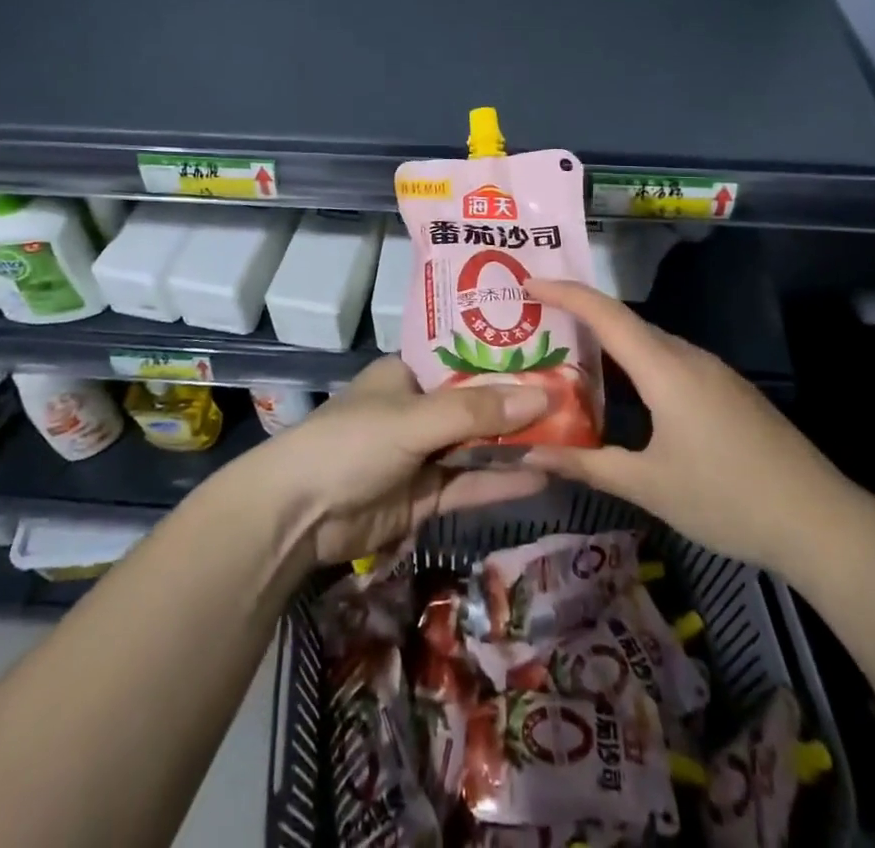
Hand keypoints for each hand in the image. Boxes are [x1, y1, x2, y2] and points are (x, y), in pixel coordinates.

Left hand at [257, 354, 550, 565]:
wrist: (298, 517)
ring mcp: (424, 454)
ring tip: (572, 439)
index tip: (555, 356)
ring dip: (517, 446)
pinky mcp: (426, 496)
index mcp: (410, 373)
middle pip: (479, 405)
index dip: (508, 360)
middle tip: (577, 401)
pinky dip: (502, 481)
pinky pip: (471, 483)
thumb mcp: (415, 420)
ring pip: (479, 446)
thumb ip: (477, 412)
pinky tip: (543, 477)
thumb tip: (544, 397)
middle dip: (521, 406)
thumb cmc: (352, 444)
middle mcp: (420, 408)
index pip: (468, 359)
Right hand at [523, 278, 853, 578]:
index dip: (564, 292)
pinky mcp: (728, 389)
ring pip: (650, 341)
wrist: (819, 521)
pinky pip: (671, 359)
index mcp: (665, 369)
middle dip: (581, 314)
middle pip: (626, 321)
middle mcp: (688, 356)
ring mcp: (713, 371)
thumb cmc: (727, 499)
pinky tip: (626, 389)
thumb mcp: (649, 486)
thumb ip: (588, 464)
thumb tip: (532, 453)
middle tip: (538, 322)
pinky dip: (637, 360)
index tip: (527, 283)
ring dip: (610, 340)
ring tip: (572, 352)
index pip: (605, 314)